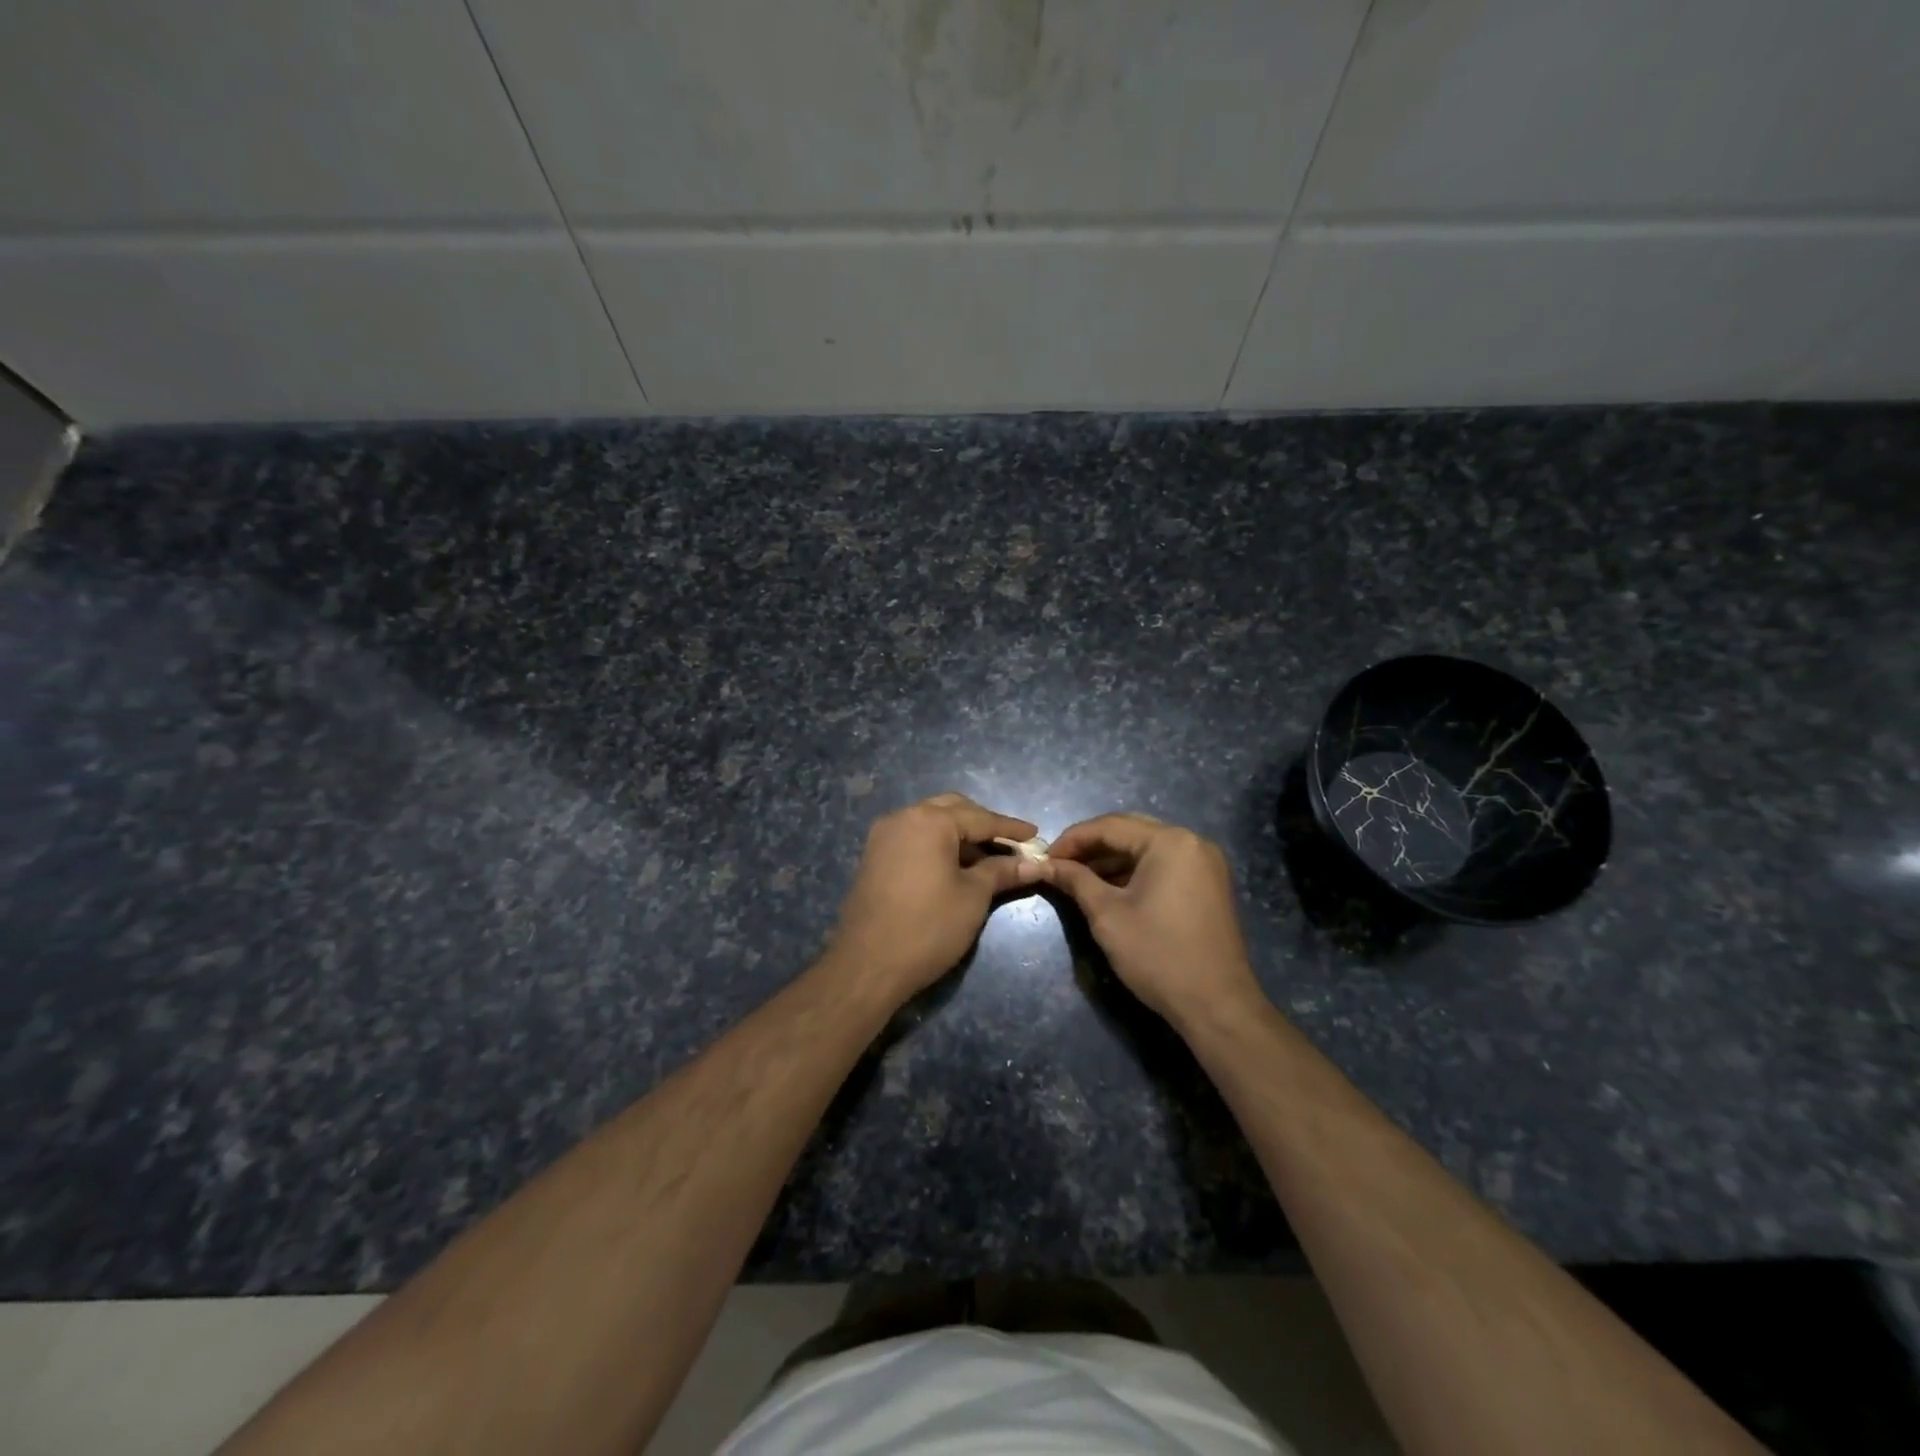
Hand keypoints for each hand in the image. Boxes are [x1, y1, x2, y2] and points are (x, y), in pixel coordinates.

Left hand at [829, 792, 1041, 1003]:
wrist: (867, 966)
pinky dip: (938, 845)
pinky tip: (956, 867)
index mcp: (929, 821)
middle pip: (953, 810)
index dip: (1010, 829)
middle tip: (1010, 845)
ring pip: (931, 822)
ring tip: (988, 858)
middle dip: (983, 824)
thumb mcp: (973, 897)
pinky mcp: (874, 856)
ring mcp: (884, 836)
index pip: (980, 818)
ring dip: (960, 835)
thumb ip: (1002, 872)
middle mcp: (903, 817)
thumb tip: (1033, 864)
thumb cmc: (928, 928)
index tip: (1036, 836)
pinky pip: (914, 838)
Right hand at [1041, 813, 1261, 1029]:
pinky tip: (1109, 888)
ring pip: (1146, 848)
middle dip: (1091, 846)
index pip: (1109, 826)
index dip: (1072, 839)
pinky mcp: (1208, 884)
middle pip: (1130, 831)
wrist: (1216, 1005)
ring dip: (1112, 859)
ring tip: (1078, 878)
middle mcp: (1192, 842)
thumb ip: (1075, 880)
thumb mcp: (1107, 915)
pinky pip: (1163, 865)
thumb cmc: (1157, 955)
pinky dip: (1135, 872)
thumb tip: (1045, 864)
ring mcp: (1205, 863)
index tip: (1044, 857)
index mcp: (1170, 842)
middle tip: (1059, 864)